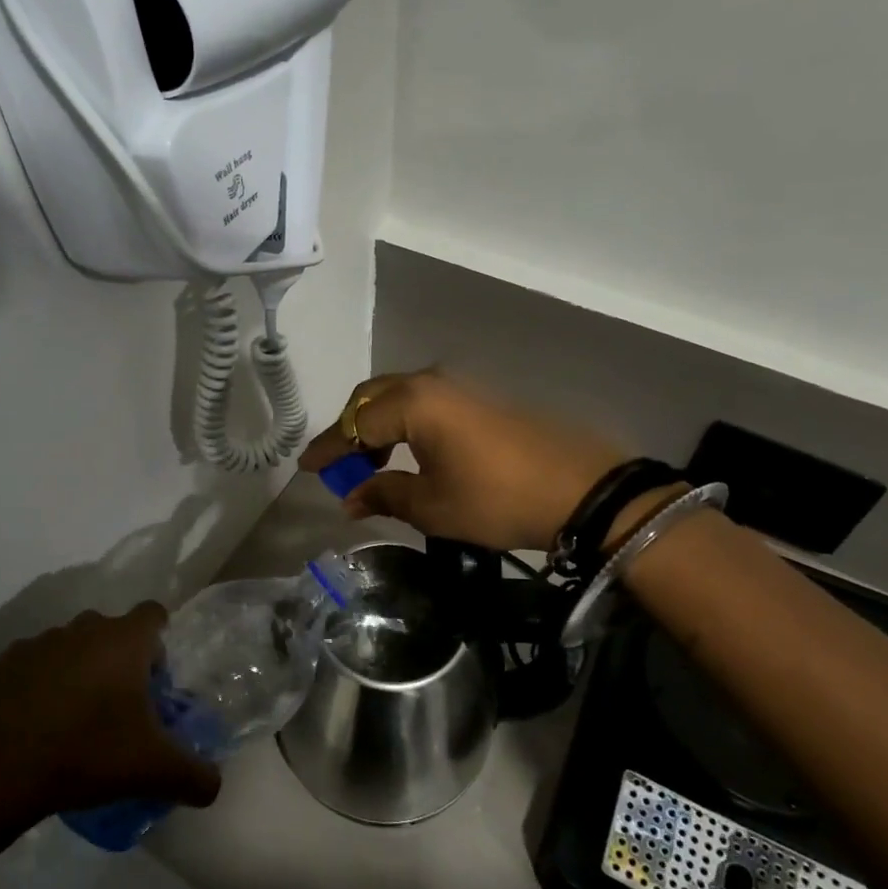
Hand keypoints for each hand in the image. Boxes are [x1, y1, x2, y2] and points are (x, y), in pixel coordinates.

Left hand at [0, 605, 221, 822]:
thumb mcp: (153, 771)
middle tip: (121, 708)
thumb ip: (194, 776)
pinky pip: (37, 664)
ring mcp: (42, 641)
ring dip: (81, 670)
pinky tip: (39, 725)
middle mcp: (86, 628)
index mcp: (125, 640)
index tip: (155, 679)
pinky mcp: (6, 662)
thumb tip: (214, 787)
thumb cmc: (86, 753)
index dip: (159, 641)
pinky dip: (43, 684)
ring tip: (77, 720)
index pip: (154, 614)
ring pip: (74, 646)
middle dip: (121, 660)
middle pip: (113, 631)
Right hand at [299, 370, 631, 550]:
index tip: (306, 467)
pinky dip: (405, 423)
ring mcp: (460, 386)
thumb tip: (350, 498)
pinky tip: (411, 453)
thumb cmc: (496, 499)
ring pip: (400, 397)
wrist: (581, 489)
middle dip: (351, 431)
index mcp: (413, 403)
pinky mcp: (481, 398)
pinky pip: (425, 402)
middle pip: (373, 398)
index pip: (355, 423)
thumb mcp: (433, 506)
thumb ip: (385, 495)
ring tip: (374, 464)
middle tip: (341, 466)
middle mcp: (432, 382)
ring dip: (379, 426)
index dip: (329, 448)